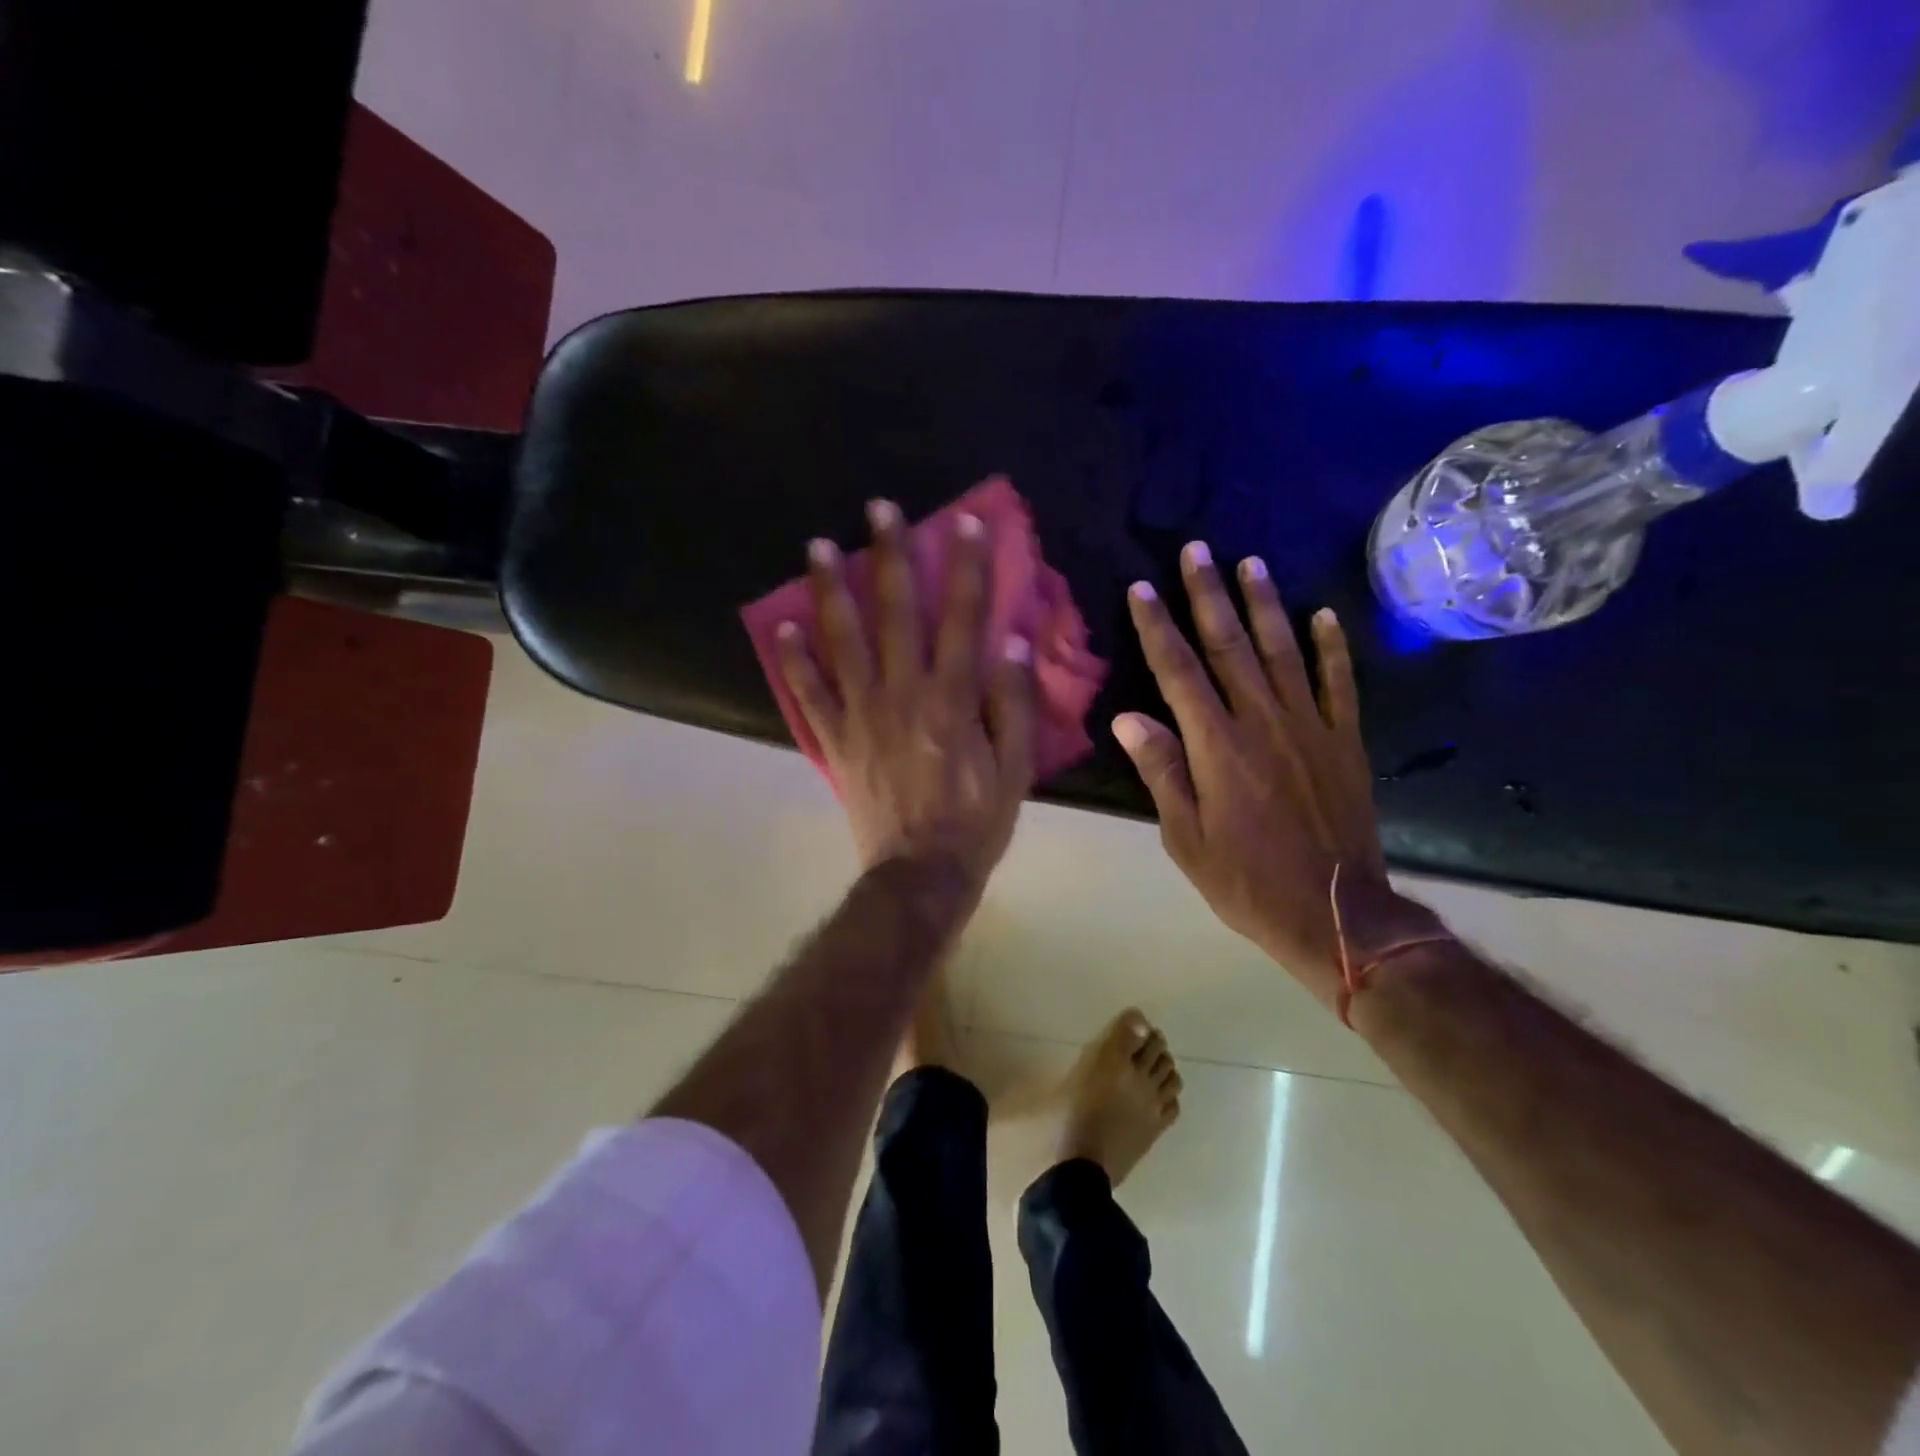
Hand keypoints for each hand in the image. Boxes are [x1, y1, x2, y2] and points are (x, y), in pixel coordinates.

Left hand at [775, 499, 1034, 892]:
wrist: (920, 873)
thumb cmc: (976, 820)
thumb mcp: (1016, 767)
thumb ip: (1014, 703)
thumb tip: (1013, 641)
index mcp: (952, 699)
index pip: (962, 619)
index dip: (967, 568)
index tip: (965, 522)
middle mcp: (902, 694)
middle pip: (894, 613)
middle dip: (888, 556)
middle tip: (878, 509)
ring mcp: (861, 715)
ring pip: (842, 641)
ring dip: (829, 590)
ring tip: (816, 546)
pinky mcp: (836, 740)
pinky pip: (809, 694)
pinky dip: (794, 661)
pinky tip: (782, 628)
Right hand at [1112, 543, 1387, 1008]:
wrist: (1334, 914)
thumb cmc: (1246, 881)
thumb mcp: (1185, 838)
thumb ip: (1161, 772)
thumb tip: (1127, 717)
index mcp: (1217, 746)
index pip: (1179, 671)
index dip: (1158, 627)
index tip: (1142, 588)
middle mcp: (1262, 722)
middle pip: (1229, 646)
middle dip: (1208, 594)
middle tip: (1197, 550)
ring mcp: (1310, 727)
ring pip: (1283, 651)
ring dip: (1264, 604)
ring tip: (1250, 562)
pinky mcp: (1345, 741)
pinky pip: (1339, 683)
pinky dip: (1331, 646)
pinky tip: (1323, 614)